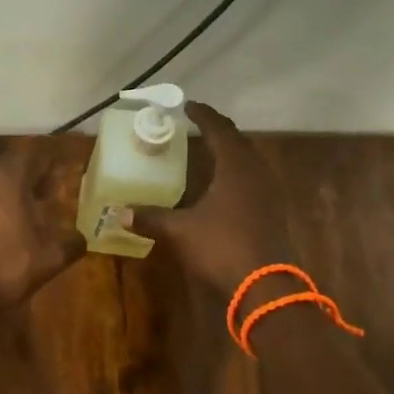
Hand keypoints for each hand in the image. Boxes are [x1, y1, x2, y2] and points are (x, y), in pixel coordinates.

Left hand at [0, 147, 85, 312]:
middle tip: (45, 196)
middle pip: (9, 167)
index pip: (32, 156)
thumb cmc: (9, 265)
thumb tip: (81, 239)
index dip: (48, 165)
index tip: (59, 178)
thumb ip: (71, 243)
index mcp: (8, 178)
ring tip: (25, 214)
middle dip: (29, 178)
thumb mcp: (51, 257)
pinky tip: (1, 230)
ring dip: (9, 193)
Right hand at [140, 102, 294, 296]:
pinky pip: (253, 180)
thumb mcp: (181, 231)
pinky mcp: (273, 212)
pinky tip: (224, 186)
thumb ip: (152, 218)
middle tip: (196, 127)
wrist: (266, 287)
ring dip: (229, 152)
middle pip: (238, 142)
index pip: (219, 130)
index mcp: (236, 167)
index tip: (188, 106)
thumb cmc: (222, 247)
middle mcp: (256, 173)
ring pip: (248, 161)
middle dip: (217, 132)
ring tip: (208, 152)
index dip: (203, 116)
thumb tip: (120, 212)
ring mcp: (269, 193)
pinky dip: (237, 173)